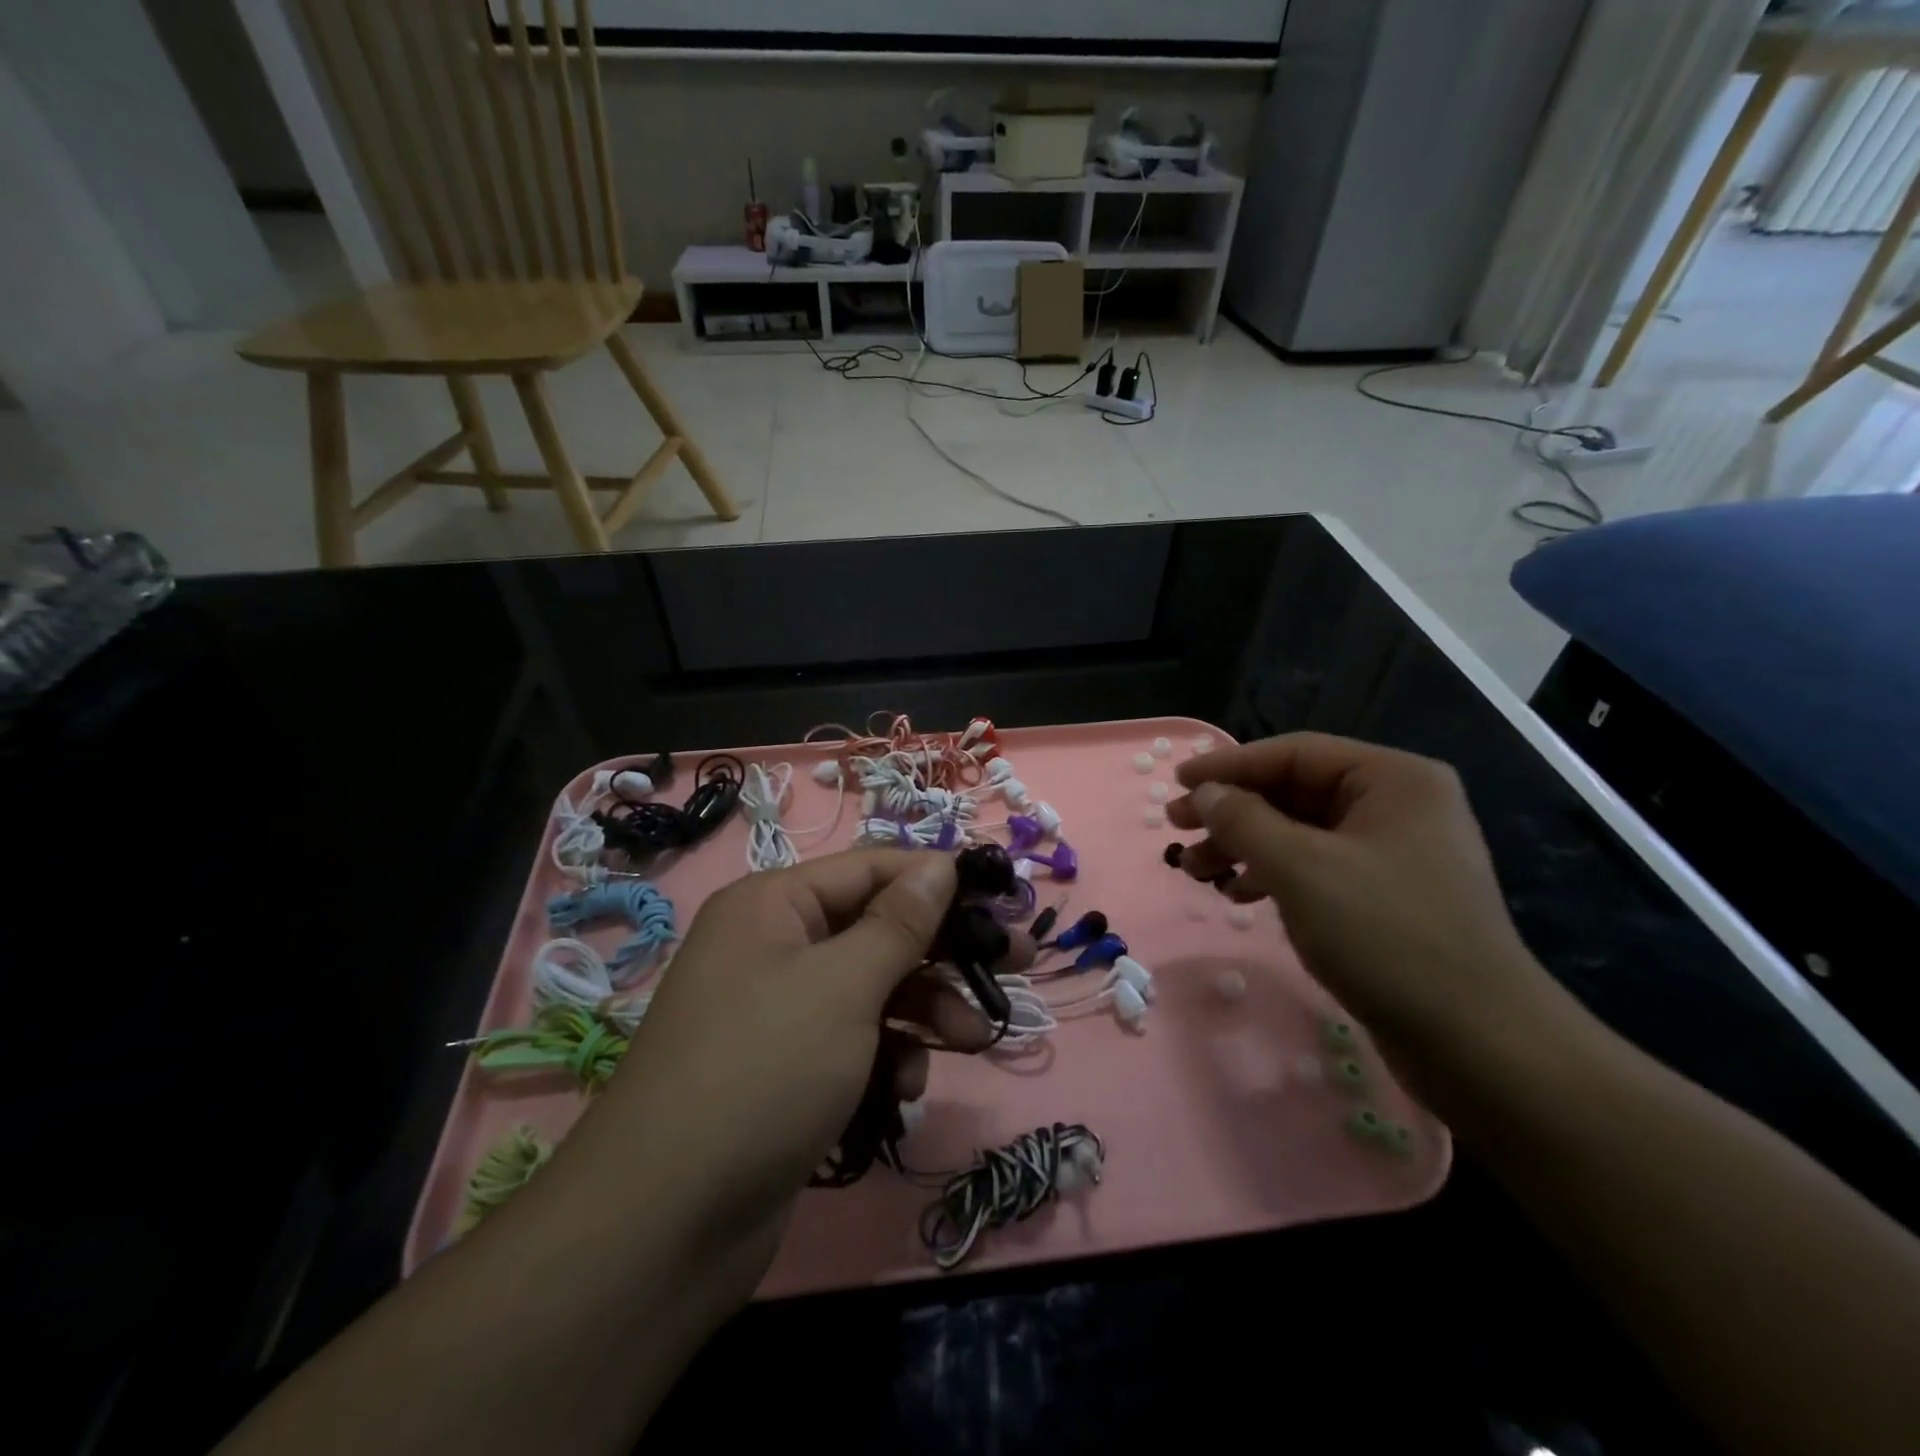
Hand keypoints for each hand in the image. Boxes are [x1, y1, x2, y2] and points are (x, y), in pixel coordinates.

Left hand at [587, 849, 1015, 1271]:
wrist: (664, 1226)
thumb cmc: (763, 1072)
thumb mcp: (842, 986)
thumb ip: (899, 923)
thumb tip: (940, 865)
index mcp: (774, 905)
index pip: (873, 868)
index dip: (938, 879)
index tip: (1002, 899)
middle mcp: (774, 946)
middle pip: (878, 928)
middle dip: (943, 951)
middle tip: (1017, 964)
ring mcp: (779, 1011)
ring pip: (874, 988)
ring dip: (926, 1010)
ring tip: (973, 1038)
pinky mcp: (789, 1068)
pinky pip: (855, 1039)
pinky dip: (888, 1056)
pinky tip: (905, 1088)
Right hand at [1168, 733, 1564, 1074]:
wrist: (1479, 1045)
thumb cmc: (1387, 936)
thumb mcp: (1301, 868)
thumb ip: (1243, 821)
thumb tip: (1203, 793)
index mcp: (1392, 780)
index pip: (1294, 754)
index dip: (1228, 765)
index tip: (1176, 783)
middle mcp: (1397, 807)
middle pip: (1294, 792)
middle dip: (1232, 812)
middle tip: (1176, 828)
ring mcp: (1395, 855)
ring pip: (1300, 833)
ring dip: (1244, 847)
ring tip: (1196, 871)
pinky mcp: (1387, 899)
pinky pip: (1316, 868)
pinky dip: (1273, 876)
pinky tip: (1238, 896)